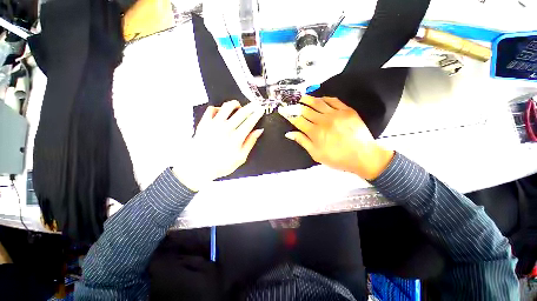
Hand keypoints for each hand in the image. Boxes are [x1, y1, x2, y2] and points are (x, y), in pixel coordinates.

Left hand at [174, 100, 264, 190]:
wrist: (198, 167)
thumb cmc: (221, 165)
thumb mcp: (240, 158)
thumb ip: (250, 143)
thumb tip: (258, 132)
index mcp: (236, 137)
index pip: (250, 122)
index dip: (257, 114)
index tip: (261, 110)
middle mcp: (226, 128)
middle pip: (241, 112)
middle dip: (250, 107)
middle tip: (254, 104)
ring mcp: (214, 124)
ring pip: (227, 107)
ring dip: (235, 104)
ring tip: (238, 106)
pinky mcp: (204, 123)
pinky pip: (211, 109)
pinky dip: (218, 108)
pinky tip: (221, 112)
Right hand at [279, 95, 393, 179]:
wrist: (363, 156)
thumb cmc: (337, 158)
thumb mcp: (316, 154)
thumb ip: (302, 141)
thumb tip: (289, 133)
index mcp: (315, 132)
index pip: (298, 120)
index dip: (289, 115)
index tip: (283, 111)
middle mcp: (323, 121)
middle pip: (306, 110)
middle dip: (296, 106)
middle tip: (291, 103)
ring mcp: (336, 114)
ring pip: (318, 103)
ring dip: (308, 99)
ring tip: (302, 97)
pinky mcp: (347, 111)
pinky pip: (334, 100)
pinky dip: (325, 98)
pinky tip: (320, 99)